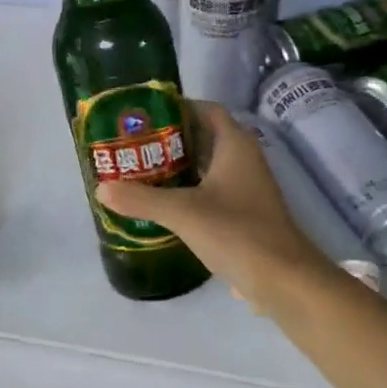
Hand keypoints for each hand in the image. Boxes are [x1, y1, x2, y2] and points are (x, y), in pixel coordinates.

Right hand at [96, 101, 340, 314]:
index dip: (178, 107)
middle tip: (134, 146)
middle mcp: (244, 160)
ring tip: (141, 172)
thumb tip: (102, 188)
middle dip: (170, 140)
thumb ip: (142, 198)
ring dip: (178, 168)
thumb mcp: (183, 213)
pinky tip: (163, 205)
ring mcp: (247, 188)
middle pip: (204, 137)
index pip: (207, 110)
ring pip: (208, 167)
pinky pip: (212, 192)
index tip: (145, 116)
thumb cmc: (237, 233)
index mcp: (235, 145)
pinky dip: (188, 192)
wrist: (284, 280)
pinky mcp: (245, 214)